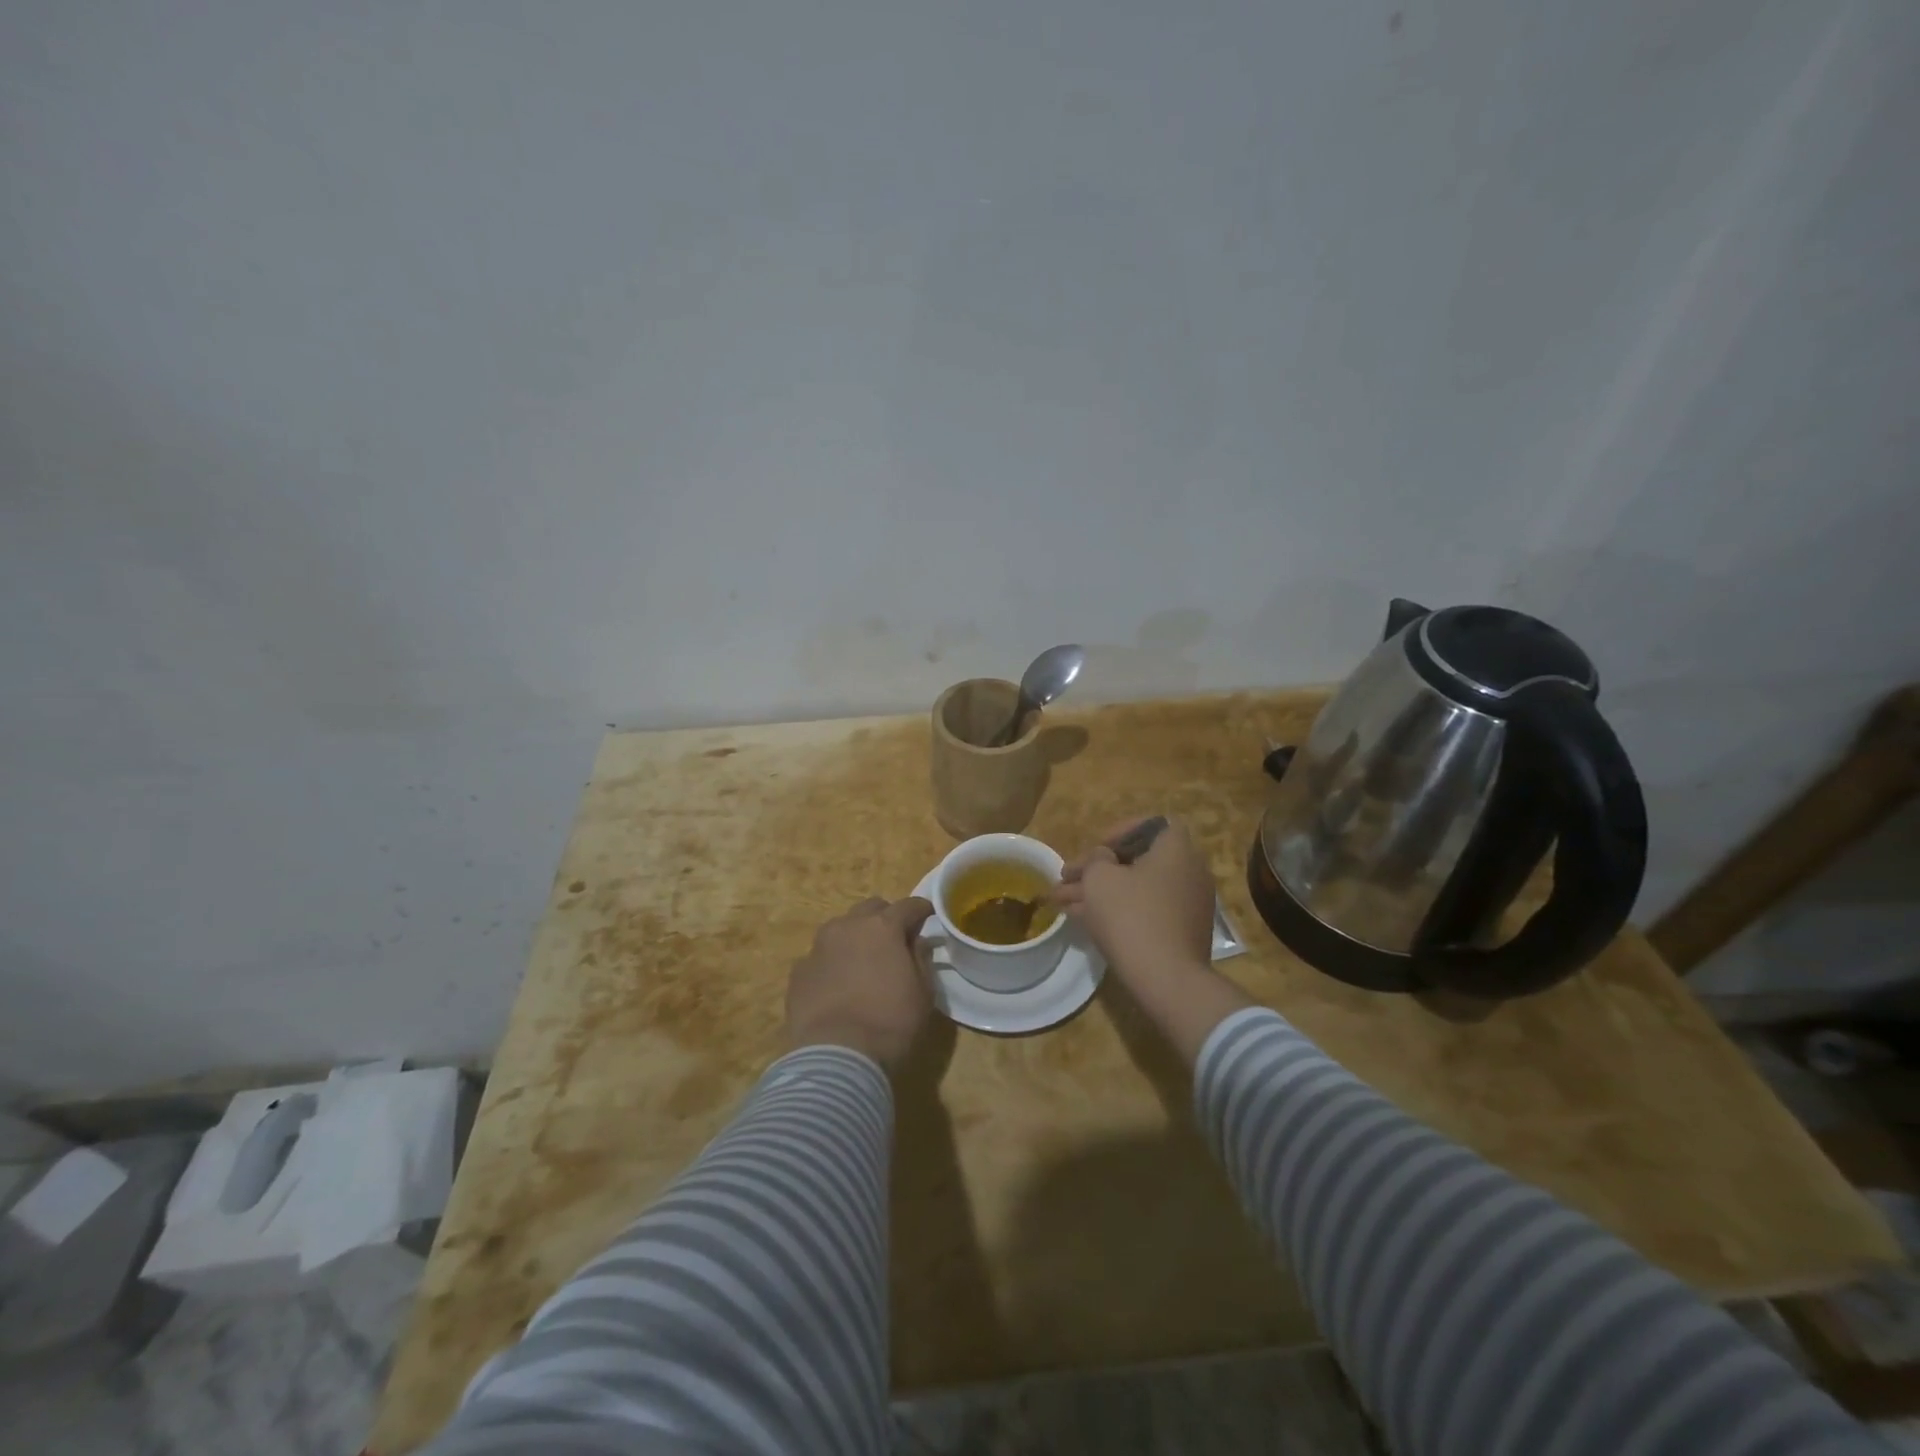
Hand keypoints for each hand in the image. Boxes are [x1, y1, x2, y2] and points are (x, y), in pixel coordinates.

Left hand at [786, 896, 934, 1070]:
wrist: (836, 1057)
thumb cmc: (890, 1022)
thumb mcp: (923, 993)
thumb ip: (921, 959)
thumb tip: (916, 942)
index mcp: (883, 927)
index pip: (908, 906)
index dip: (922, 909)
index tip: (929, 916)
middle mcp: (848, 926)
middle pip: (871, 908)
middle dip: (886, 917)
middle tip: (895, 939)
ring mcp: (818, 947)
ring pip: (841, 928)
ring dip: (856, 936)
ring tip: (863, 961)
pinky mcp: (799, 971)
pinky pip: (821, 956)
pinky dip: (833, 963)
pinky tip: (838, 985)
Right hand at [1056, 818, 1215, 982]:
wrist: (1165, 978)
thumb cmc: (1130, 915)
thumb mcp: (1099, 877)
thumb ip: (1097, 858)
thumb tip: (1104, 858)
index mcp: (1176, 849)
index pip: (1152, 824)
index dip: (1120, 831)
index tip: (1096, 848)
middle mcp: (1189, 871)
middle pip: (1138, 860)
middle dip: (1098, 868)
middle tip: (1067, 878)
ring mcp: (1188, 905)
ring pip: (1137, 888)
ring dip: (1101, 892)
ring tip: (1062, 902)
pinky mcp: (1182, 933)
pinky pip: (1146, 911)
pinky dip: (1119, 911)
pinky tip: (1083, 920)